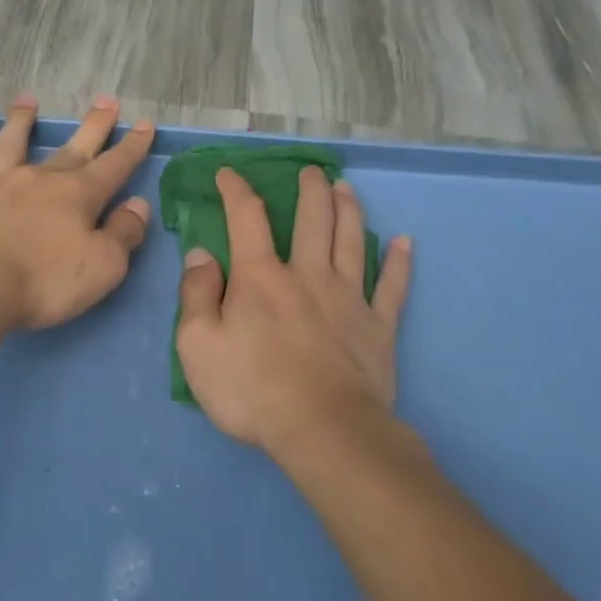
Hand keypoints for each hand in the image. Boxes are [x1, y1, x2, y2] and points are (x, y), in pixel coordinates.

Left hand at [0, 94, 156, 330]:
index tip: (145, 124)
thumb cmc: (44, 282)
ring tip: (28, 100)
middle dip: (93, 126)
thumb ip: (124, 233)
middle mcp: (40, 180)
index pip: (114, 166)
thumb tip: (138, 205)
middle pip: (72, 148)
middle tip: (106, 101)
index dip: (132, 146)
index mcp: (78, 196)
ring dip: (22, 121)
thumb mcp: (103, 266)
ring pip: (13, 144)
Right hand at [177, 166, 411, 458]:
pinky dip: (399, 262)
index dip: (236, 190)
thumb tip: (200, 254)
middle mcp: (307, 275)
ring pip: (352, 241)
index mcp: (260, 278)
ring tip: (346, 189)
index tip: (228, 172)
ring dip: (350, 210)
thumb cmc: (251, 389)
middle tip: (311, 171)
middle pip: (313, 220)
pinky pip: (393, 286)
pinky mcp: (378, 327)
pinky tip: (405, 243)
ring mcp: (349, 299)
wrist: (322, 429)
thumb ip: (196, 294)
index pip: (246, 219)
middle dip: (310, 190)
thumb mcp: (197, 344)